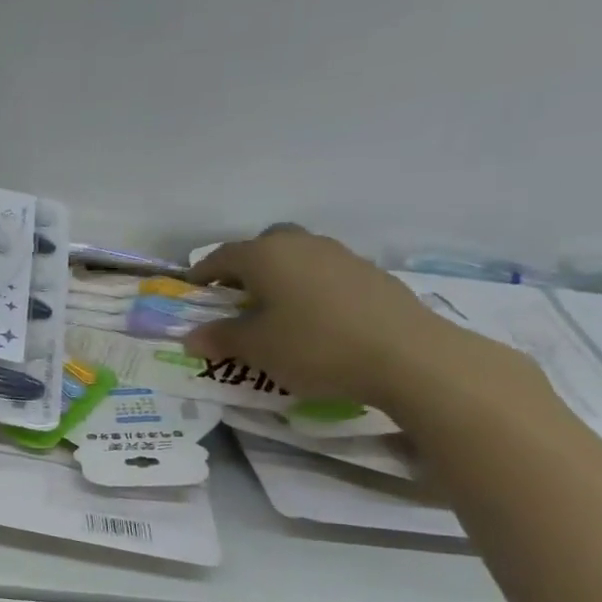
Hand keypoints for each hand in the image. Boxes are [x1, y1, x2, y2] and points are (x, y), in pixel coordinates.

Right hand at [186, 227, 521, 409]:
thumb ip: (221, 338)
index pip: (222, 256)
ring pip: (299, 258)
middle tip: (237, 297)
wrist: (408, 356)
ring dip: (281, 277)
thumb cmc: (315, 346)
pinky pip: (326, 275)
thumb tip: (192, 337)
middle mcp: (302, 245)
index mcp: (266, 255)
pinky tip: (316, 321)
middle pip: (265, 246)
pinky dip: (311, 290)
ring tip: (276, 312)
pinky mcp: (372, 275)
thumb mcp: (256, 348)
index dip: (203, 273)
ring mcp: (342, 256)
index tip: (193, 292)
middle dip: (246, 267)